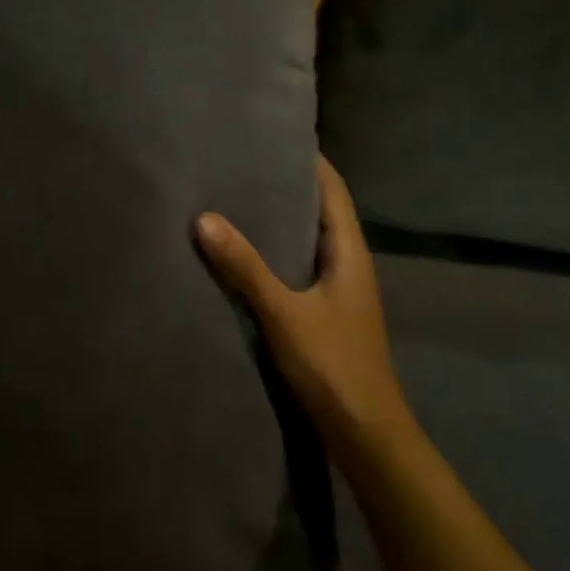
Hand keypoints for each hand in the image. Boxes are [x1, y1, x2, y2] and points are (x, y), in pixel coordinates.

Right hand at [196, 157, 419, 472]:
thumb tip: (204, 217)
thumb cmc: (333, 365)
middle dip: (286, 187)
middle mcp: (348, 266)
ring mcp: (337, 292)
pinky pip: (296, 270)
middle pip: (320, 212)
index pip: (333, 191)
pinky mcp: (323, 315)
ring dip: (278, 221)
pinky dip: (273, 254)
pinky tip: (242, 257)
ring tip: (234, 201)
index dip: (309, 162)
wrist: (365, 434)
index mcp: (350, 254)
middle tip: (240, 165)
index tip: (273, 137)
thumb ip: (245, 267)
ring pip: (307, 242)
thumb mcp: (284, 312)